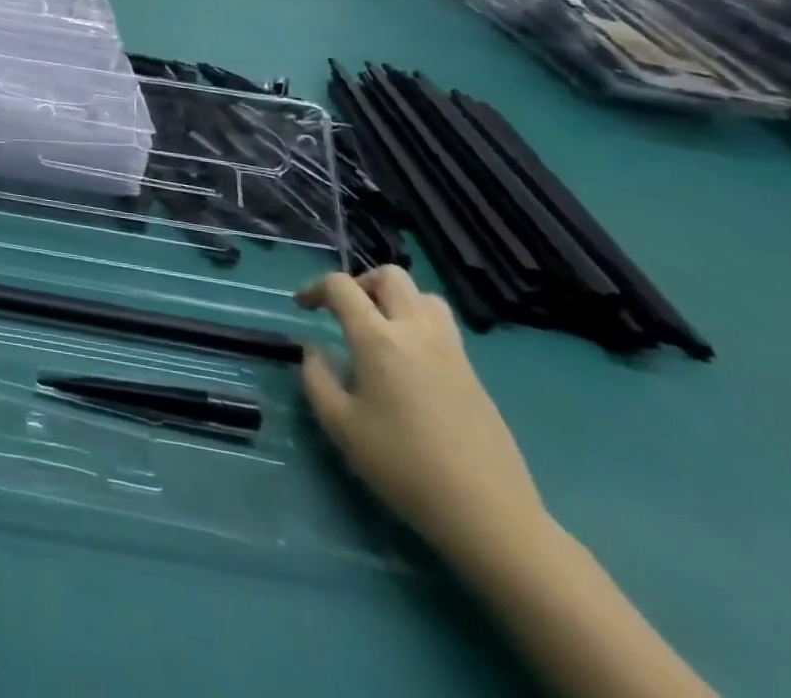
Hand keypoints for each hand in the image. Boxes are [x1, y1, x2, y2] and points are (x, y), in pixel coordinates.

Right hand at [296, 267, 546, 565]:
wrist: (487, 514)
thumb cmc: (403, 466)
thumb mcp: (340, 425)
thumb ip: (316, 377)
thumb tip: (314, 349)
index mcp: (378, 339)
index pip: (341, 286)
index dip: (315, 288)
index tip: (303, 308)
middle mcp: (416, 331)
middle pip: (390, 276)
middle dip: (361, 282)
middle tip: (345, 311)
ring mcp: (451, 351)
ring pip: (424, 296)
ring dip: (397, 299)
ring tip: (380, 328)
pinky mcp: (473, 374)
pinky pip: (443, 326)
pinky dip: (419, 324)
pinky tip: (409, 363)